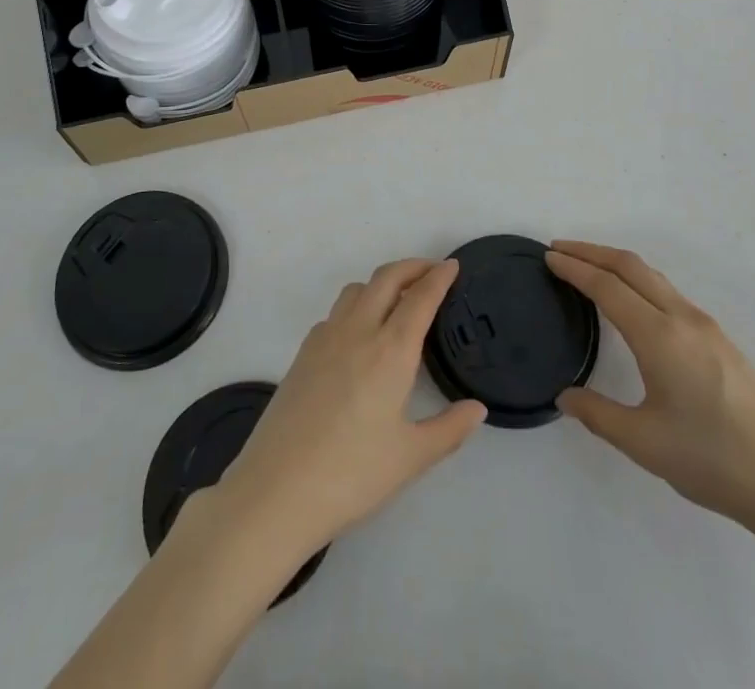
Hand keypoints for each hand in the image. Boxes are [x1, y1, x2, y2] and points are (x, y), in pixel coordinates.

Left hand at [202, 258, 487, 560]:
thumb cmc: (351, 474)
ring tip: (398, 300)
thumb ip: (449, 430)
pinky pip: (335, 312)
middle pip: (386, 279)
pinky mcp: (303, 352)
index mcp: (390, 350)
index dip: (438, 278)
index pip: (419, 299)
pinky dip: (356, 306)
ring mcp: (325, 338)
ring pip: (357, 289)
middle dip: (412, 267)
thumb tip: (477, 409)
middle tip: (432, 271)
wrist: (276, 489)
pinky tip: (360, 335)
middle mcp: (358, 331)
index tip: (452, 265)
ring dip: (381, 283)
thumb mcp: (410, 458)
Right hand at [545, 240, 754, 543]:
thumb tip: (565, 396)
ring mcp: (707, 328)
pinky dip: (639, 282)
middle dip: (593, 252)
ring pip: (653, 278)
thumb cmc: (715, 462)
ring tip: (589, 270)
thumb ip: (598, 415)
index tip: (548, 257)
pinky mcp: (721, 343)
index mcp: (660, 336)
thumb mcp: (645, 444)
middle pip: (632, 267)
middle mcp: (683, 319)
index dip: (575, 268)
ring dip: (617, 265)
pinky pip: (669, 294)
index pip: (607, 286)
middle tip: (560, 249)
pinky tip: (633, 305)